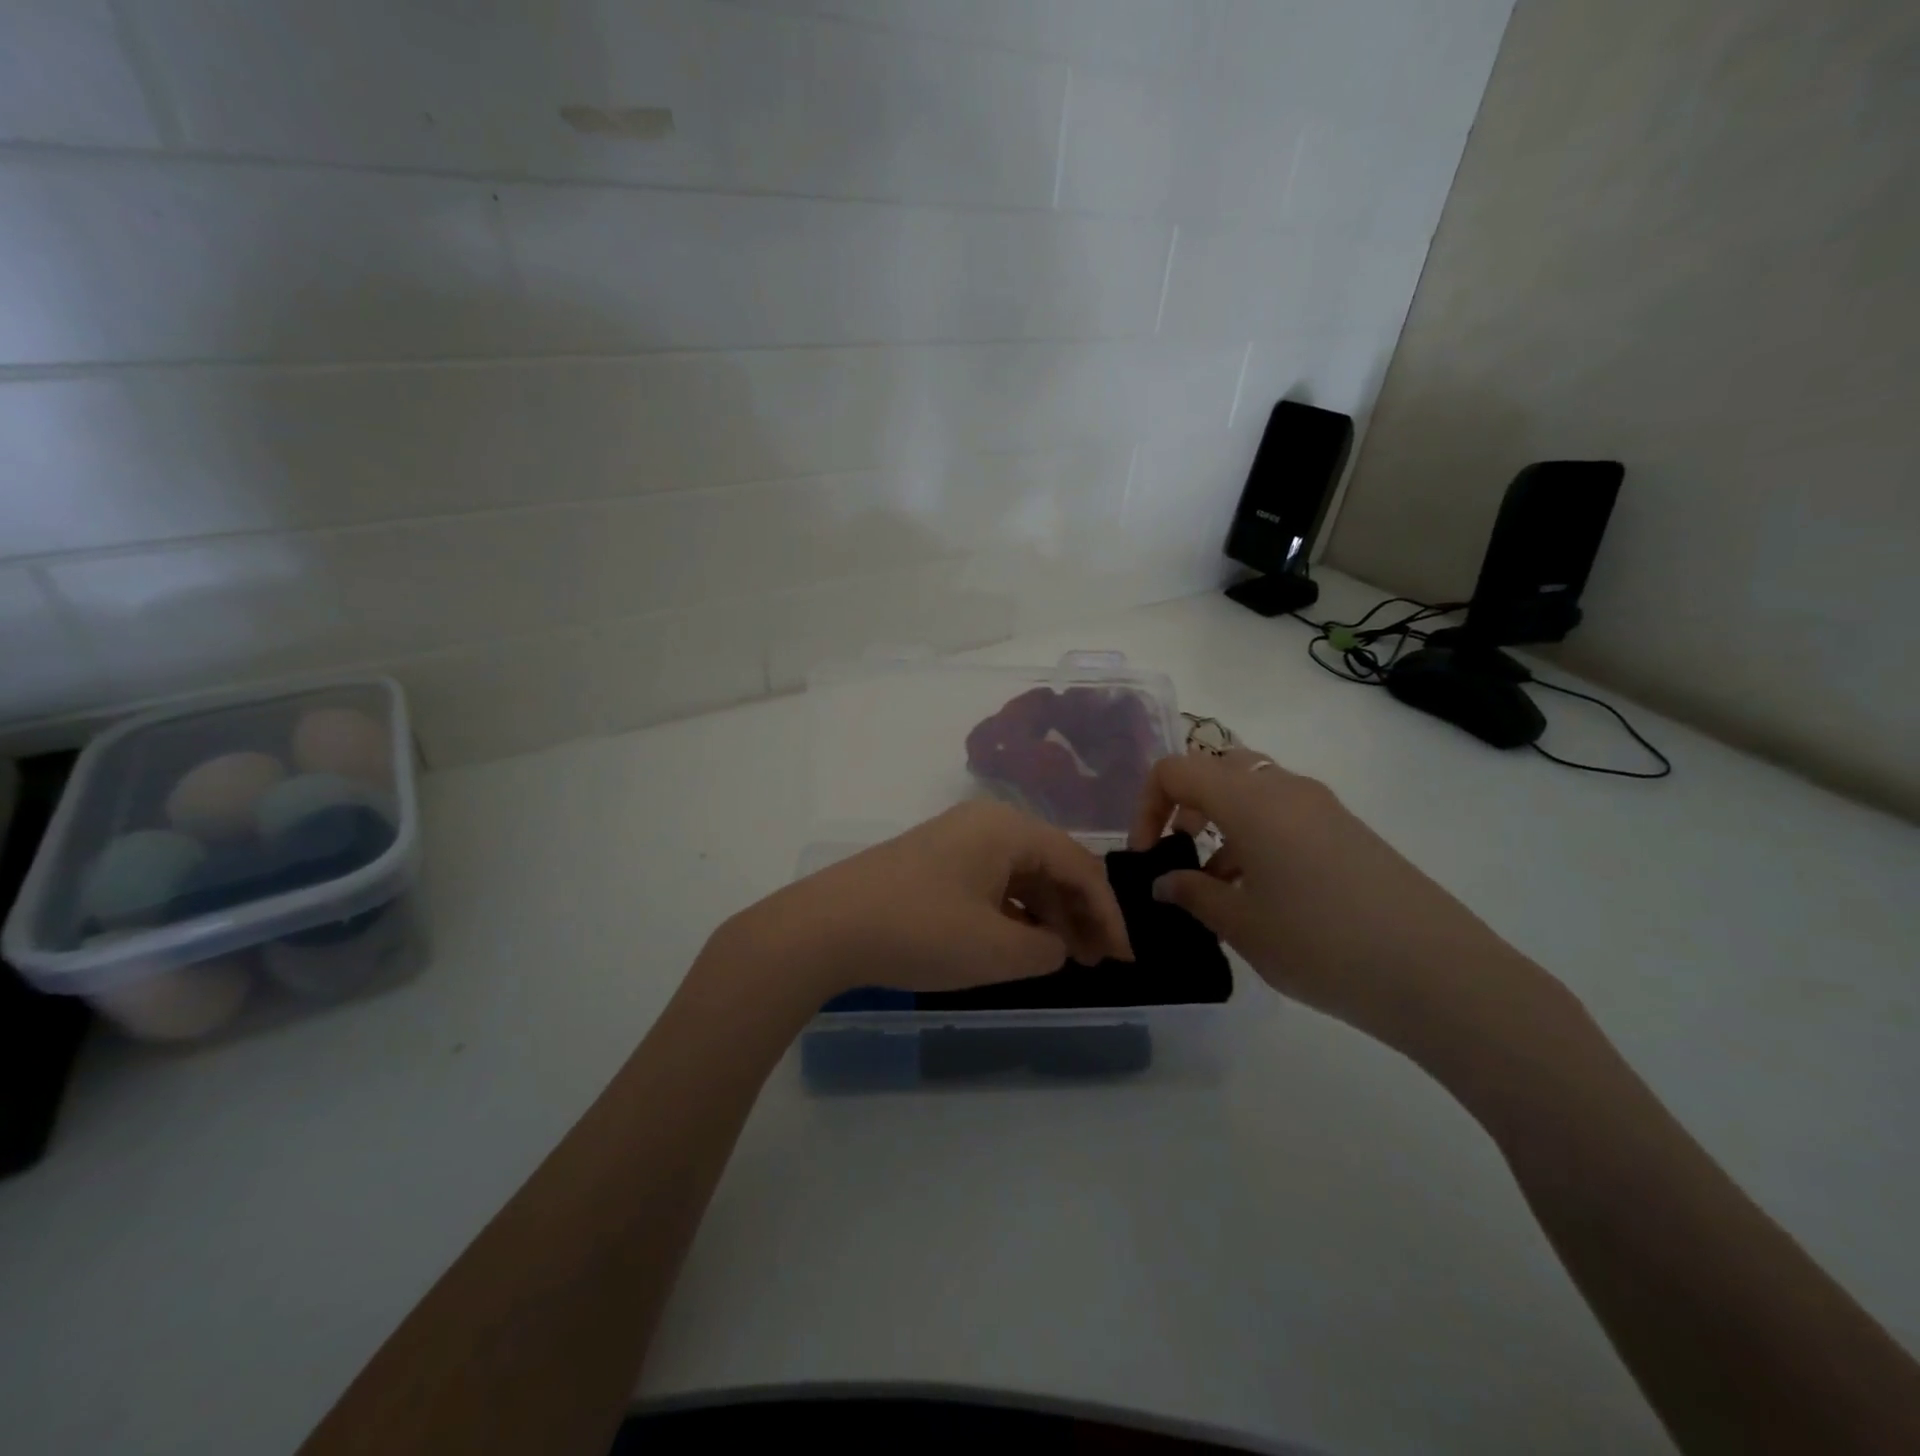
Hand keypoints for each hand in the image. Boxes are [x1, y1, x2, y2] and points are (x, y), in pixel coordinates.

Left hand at [721, 801, 1132, 1000]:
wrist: (826, 927)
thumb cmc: (921, 931)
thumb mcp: (996, 949)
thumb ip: (1045, 947)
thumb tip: (1056, 944)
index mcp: (1009, 829)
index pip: (1079, 866)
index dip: (1109, 914)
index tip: (1125, 959)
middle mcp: (986, 823)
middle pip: (1051, 865)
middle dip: (1080, 914)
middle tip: (1099, 962)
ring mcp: (957, 840)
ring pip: (1021, 875)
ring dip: (1047, 915)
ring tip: (1065, 958)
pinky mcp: (935, 862)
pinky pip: (991, 882)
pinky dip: (1013, 912)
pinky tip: (1021, 943)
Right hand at [1130, 746, 1544, 1054]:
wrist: (1439, 973)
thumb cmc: (1321, 943)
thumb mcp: (1242, 925)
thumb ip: (1193, 894)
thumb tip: (1165, 882)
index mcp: (1250, 800)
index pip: (1176, 770)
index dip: (1147, 805)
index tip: (1146, 853)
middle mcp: (1285, 788)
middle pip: (1216, 769)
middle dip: (1185, 805)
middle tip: (1179, 851)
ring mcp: (1322, 807)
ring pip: (1253, 791)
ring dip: (1222, 823)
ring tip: (1218, 885)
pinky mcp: (1348, 831)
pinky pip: (1285, 814)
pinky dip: (1258, 836)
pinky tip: (1262, 893)